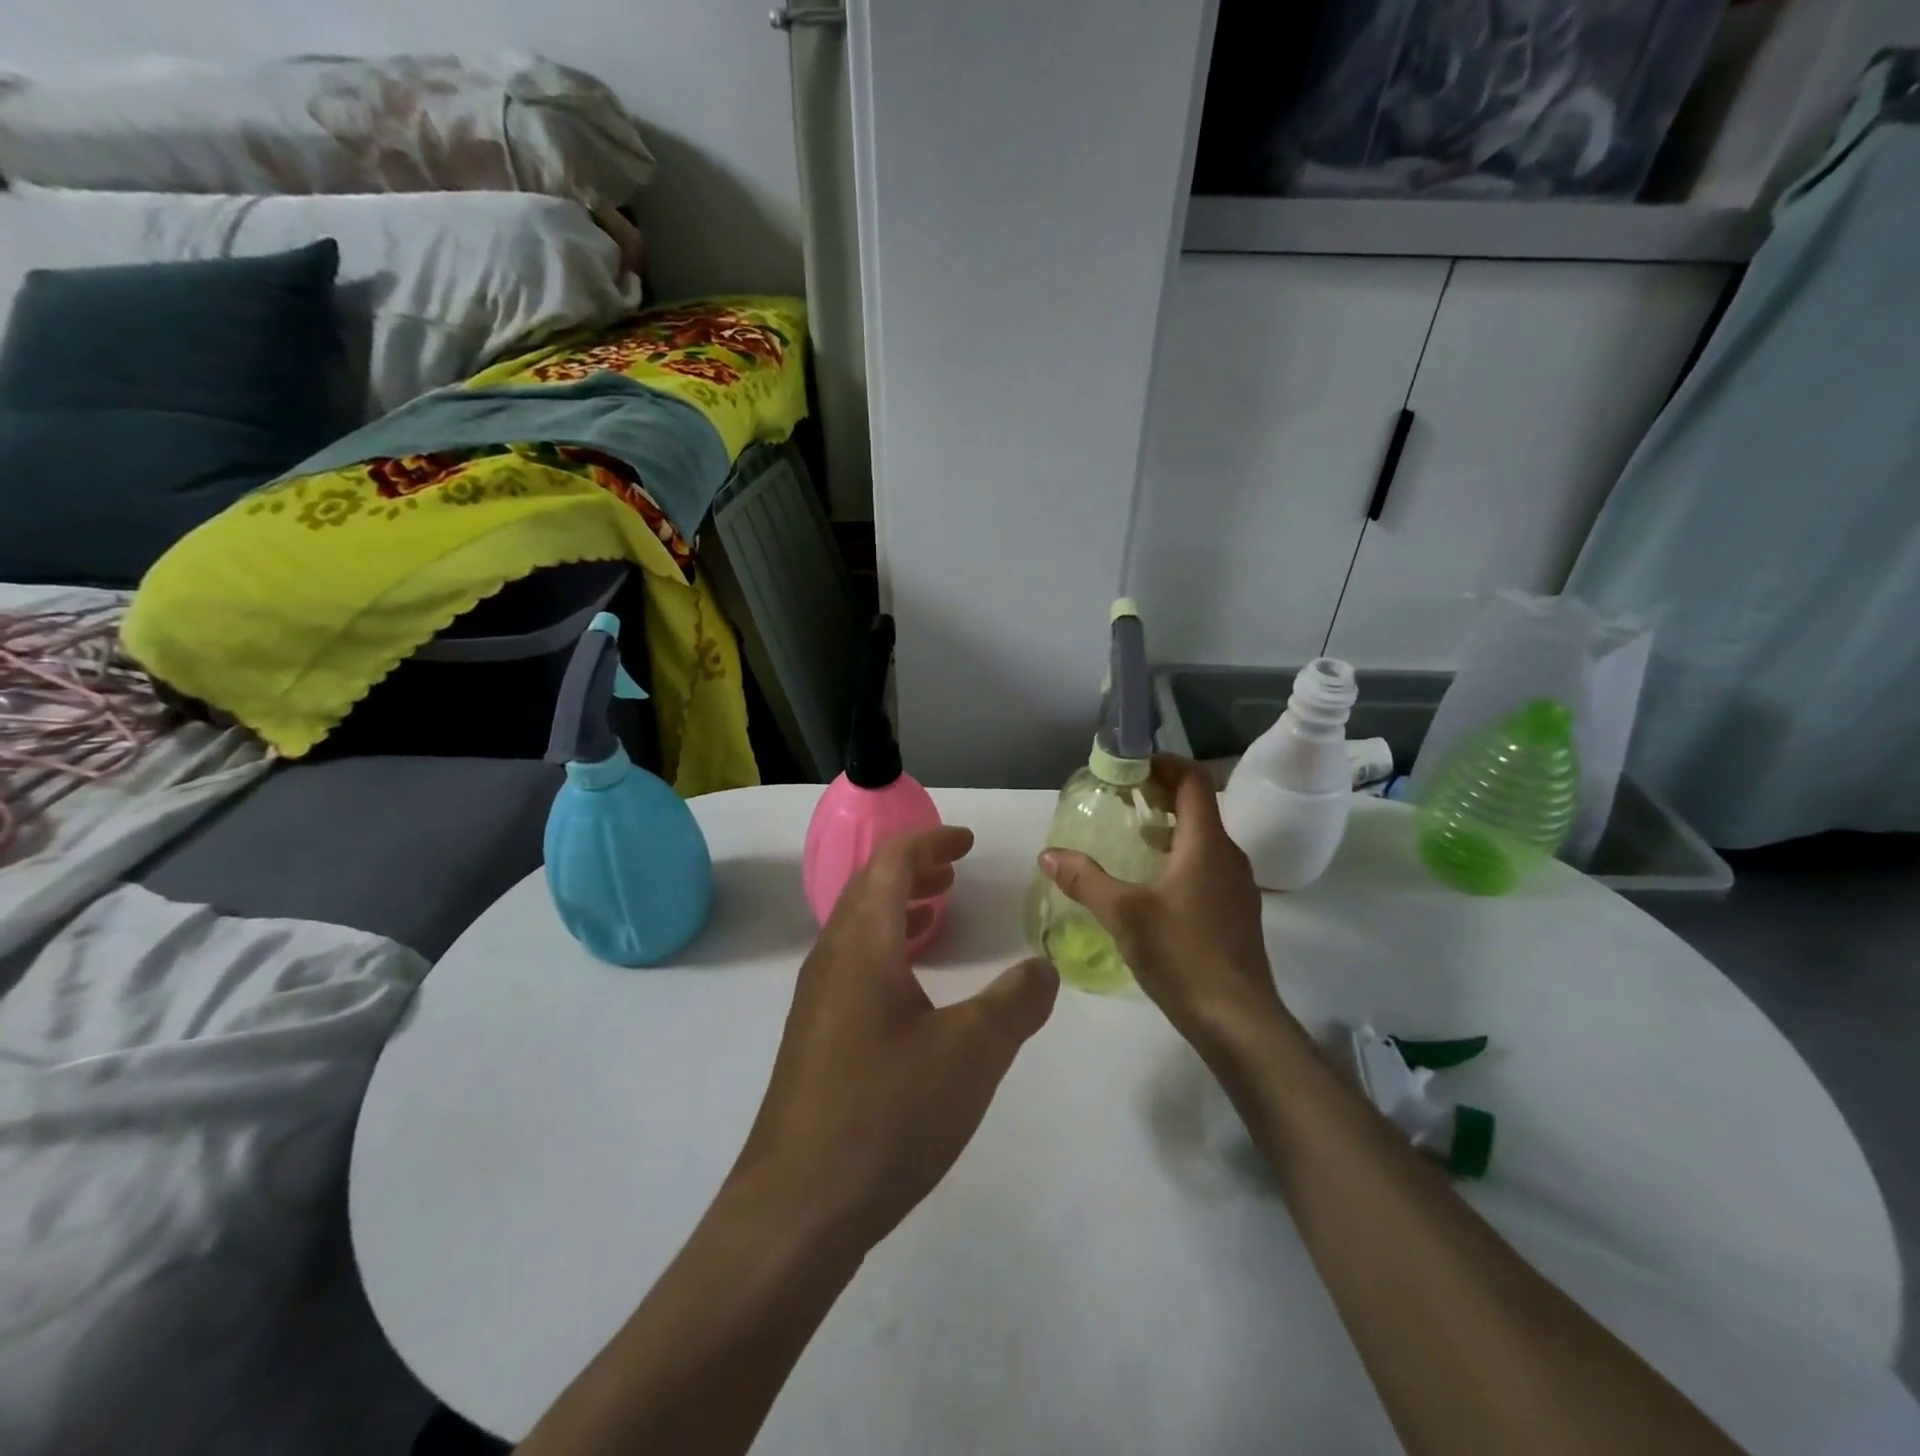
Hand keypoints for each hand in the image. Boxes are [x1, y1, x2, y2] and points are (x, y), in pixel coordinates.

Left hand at [730, 825, 1058, 1252]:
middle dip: (914, 869)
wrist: (796, 1209)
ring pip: (858, 927)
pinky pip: (852, 964)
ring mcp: (816, 999)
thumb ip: (1016, 1002)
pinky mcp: (813, 1037)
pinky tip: (913, 988)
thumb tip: (1044, 967)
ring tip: (938, 915)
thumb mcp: (971, 1053)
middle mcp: (831, 958)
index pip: (890, 862)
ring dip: (898, 908)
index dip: (930, 841)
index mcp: (862, 943)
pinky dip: (886, 947)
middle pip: (868, 887)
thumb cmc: (886, 1113)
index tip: (968, 842)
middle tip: (955, 872)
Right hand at [1039, 756, 1287, 1044]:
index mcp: (1206, 844)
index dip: (1164, 764)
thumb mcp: (1124, 914)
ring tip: (1131, 834)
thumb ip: (1084, 880)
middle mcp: (1228, 856)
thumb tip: (1047, 854)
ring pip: (1203, 839)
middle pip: (1198, 806)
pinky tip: (1151, 883)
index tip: (1131, 764)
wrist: (1239, 1021)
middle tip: (1122, 796)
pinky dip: (1179, 857)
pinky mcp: (1236, 913)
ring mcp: (1237, 886)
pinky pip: (1207, 866)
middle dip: (1161, 793)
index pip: (1193, 781)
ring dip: (1170, 827)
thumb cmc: (1183, 956)